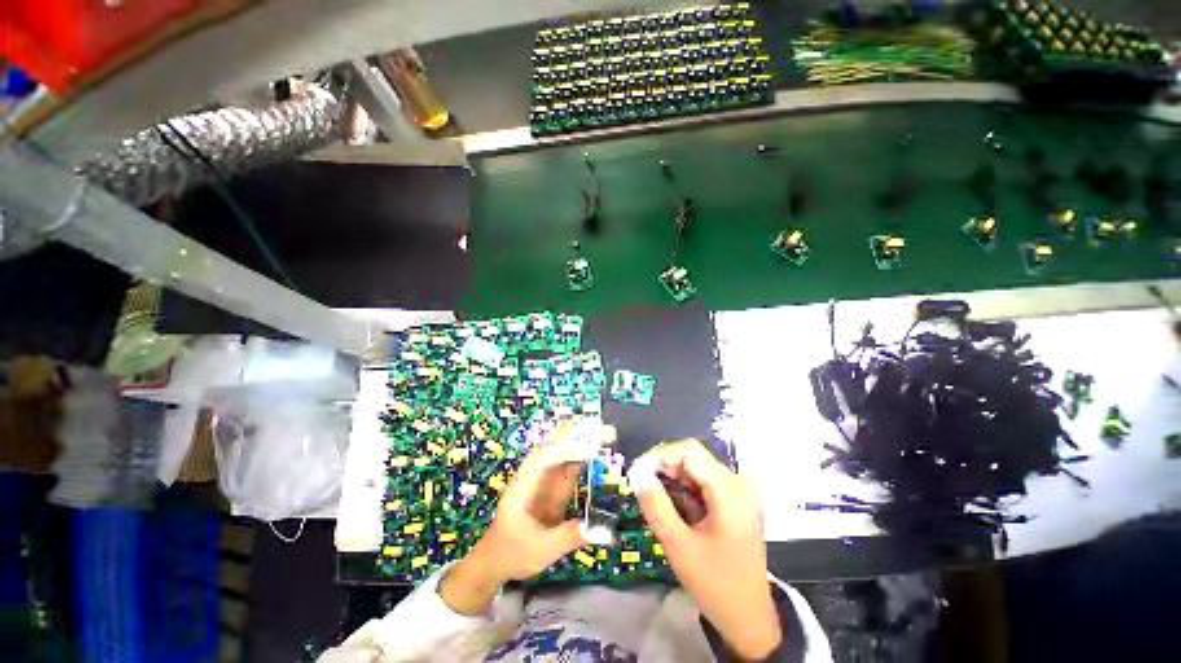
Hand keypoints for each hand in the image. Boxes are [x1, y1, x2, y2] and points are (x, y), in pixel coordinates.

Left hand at [440, 423, 599, 614]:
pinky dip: (584, 454)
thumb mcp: (540, 550)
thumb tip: (603, 530)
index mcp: (524, 484)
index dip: (567, 450)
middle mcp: (535, 474)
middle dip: (576, 433)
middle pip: (554, 443)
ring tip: (607, 434)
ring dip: (583, 439)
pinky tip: (599, 449)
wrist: (497, 559)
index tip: (590, 451)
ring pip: (564, 449)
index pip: (544, 458)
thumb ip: (569, 536)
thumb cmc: (512, 552)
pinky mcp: (556, 485)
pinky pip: (571, 464)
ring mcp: (546, 478)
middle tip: (602, 428)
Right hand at [630, 439, 781, 659]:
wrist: (749, 616)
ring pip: (695, 467)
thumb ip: (656, 506)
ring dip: (673, 479)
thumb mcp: (679, 546)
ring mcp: (738, 490)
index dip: (659, 456)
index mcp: (729, 489)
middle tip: (643, 488)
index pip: (689, 451)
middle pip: (692, 457)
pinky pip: (702, 481)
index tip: (637, 473)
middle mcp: (738, 482)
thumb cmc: (716, 584)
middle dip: (664, 468)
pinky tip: (675, 509)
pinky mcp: (735, 498)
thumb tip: (636, 474)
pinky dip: (684, 489)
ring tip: (658, 502)